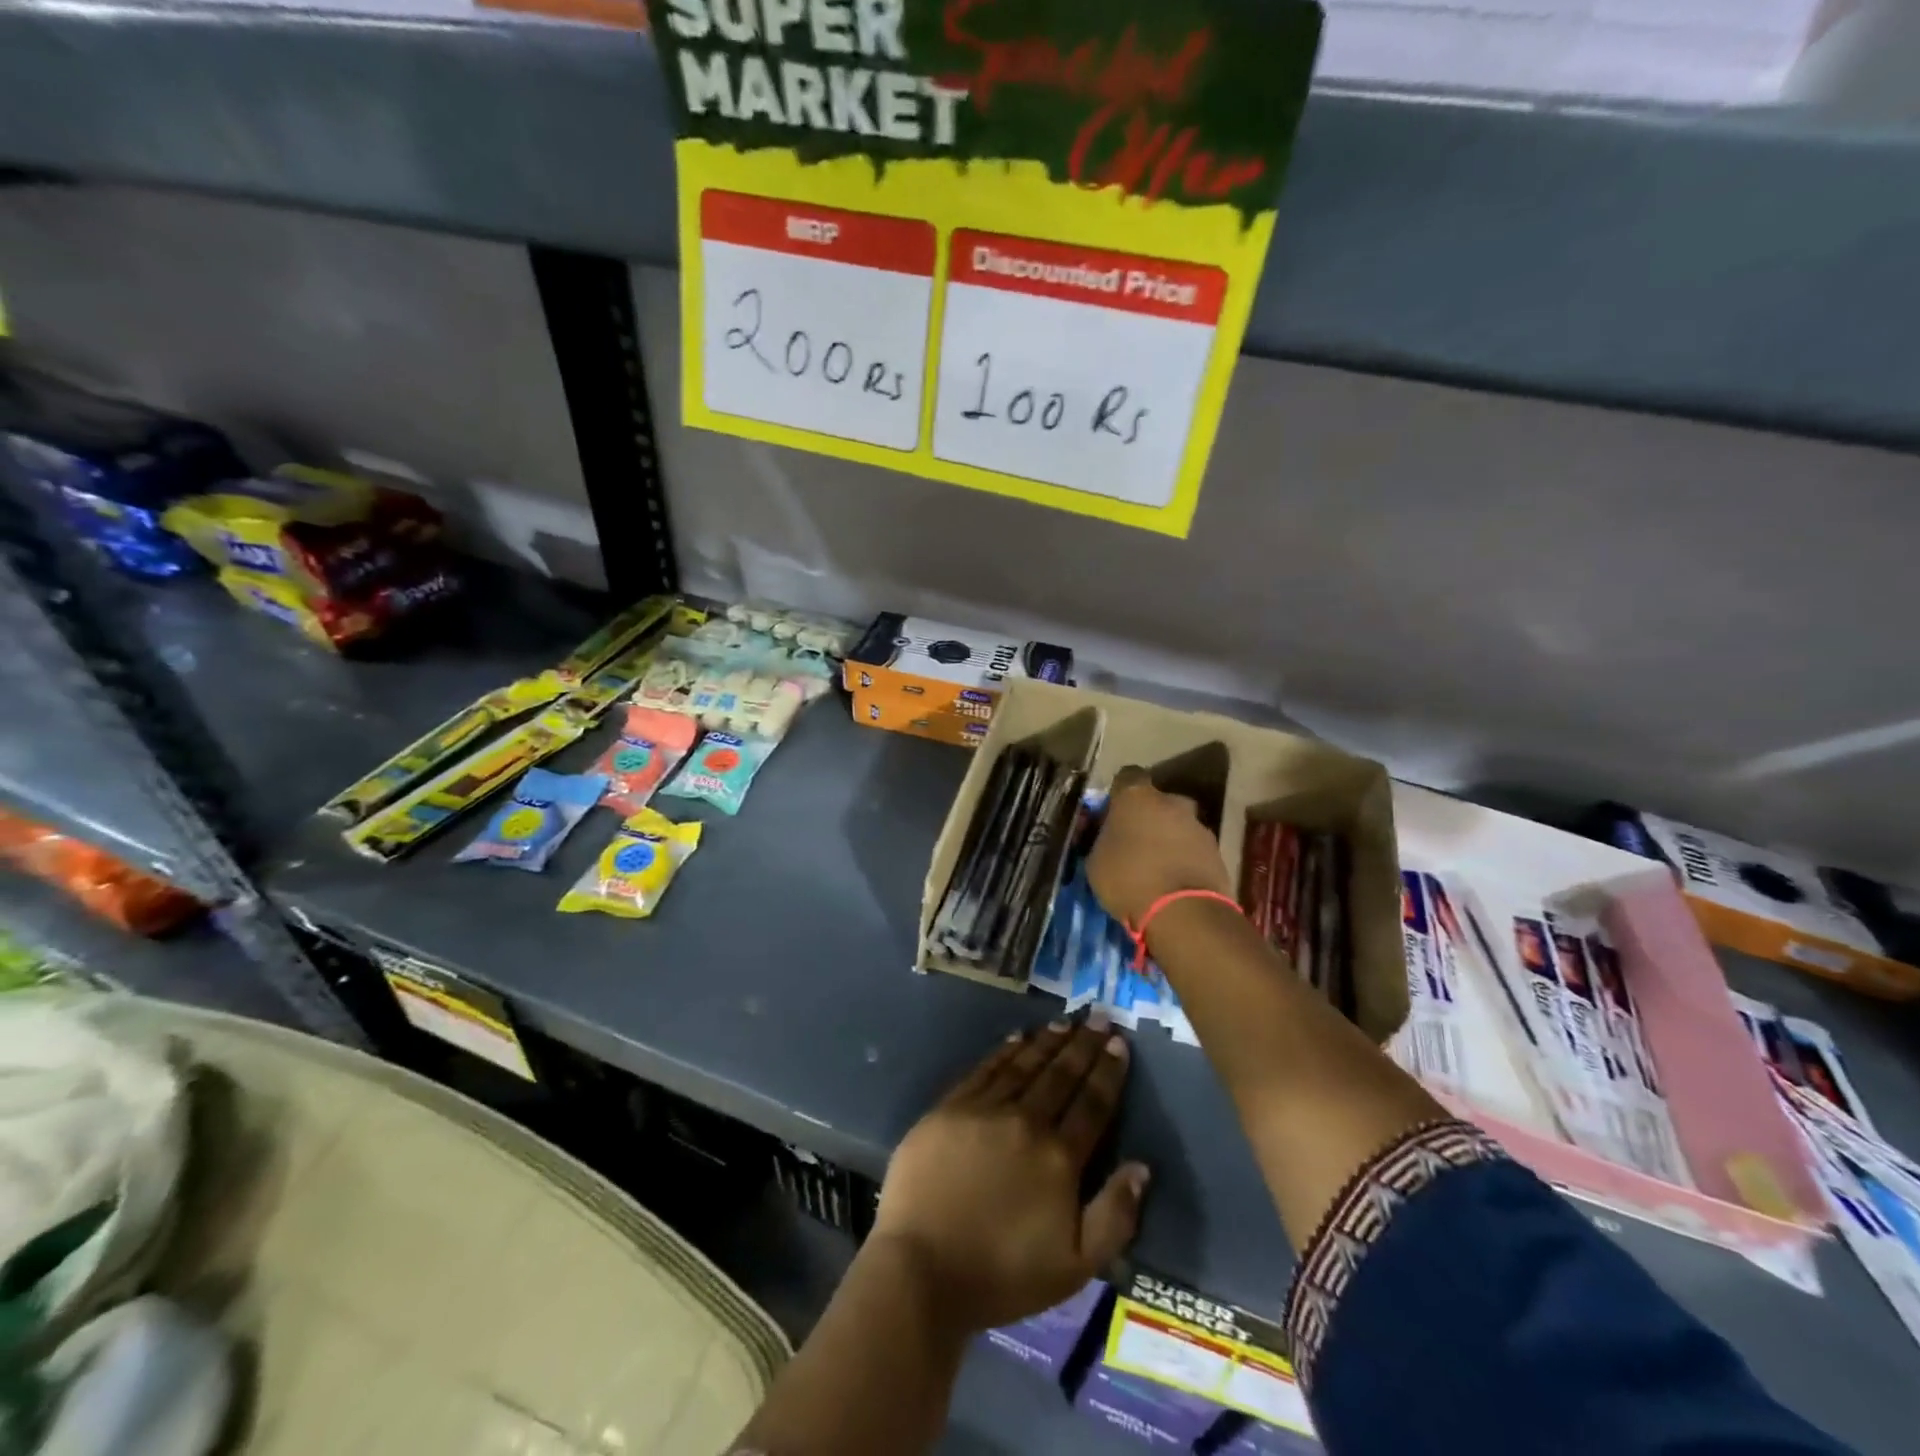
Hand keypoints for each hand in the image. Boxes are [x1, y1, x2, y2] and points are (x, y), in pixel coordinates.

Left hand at [869, 1017, 1149, 1334]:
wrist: (923, 1268)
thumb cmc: (1002, 1274)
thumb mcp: (1075, 1267)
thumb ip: (1114, 1216)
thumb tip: (1142, 1166)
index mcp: (1059, 1158)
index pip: (1092, 1104)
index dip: (1108, 1072)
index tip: (1119, 1043)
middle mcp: (1026, 1122)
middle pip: (1061, 1075)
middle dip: (1083, 1045)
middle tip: (1098, 1016)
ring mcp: (984, 1110)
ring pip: (1024, 1065)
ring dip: (1048, 1041)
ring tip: (1065, 1022)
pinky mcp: (950, 1108)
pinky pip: (985, 1070)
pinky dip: (1005, 1051)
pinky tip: (1017, 1038)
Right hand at [1086, 766, 1234, 927]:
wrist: (1183, 913)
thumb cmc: (1129, 878)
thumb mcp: (1096, 860)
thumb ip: (1104, 838)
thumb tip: (1110, 836)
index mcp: (1137, 796)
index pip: (1127, 777)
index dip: (1119, 794)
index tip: (1112, 812)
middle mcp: (1172, 801)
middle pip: (1157, 802)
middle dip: (1148, 817)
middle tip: (1135, 842)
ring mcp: (1199, 826)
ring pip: (1178, 825)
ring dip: (1168, 839)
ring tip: (1156, 868)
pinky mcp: (1217, 852)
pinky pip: (1193, 849)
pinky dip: (1184, 859)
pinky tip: (1173, 881)